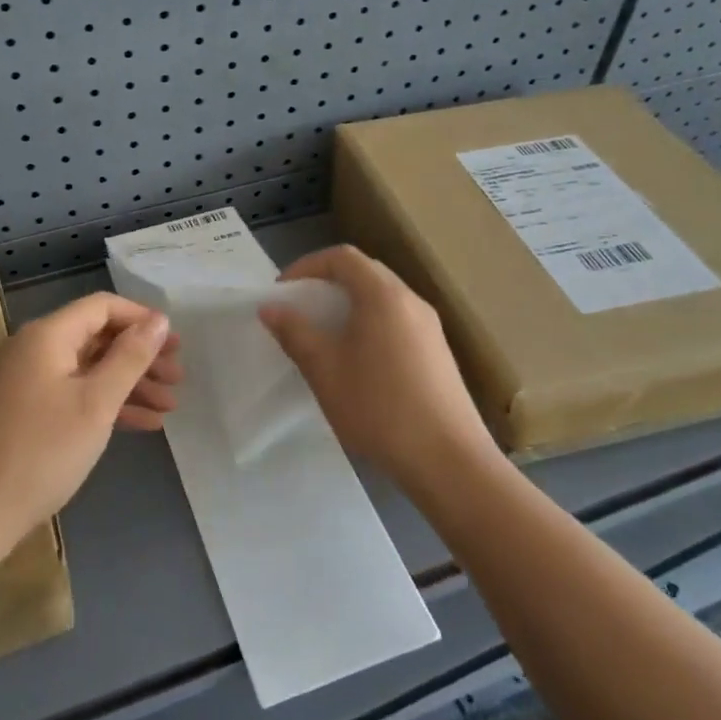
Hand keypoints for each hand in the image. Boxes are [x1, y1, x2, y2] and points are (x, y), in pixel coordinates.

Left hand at [0, 293, 178, 564]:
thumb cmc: (40, 452)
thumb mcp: (95, 403)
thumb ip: (130, 357)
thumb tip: (158, 319)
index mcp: (47, 335)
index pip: (102, 307)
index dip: (141, 319)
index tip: (175, 344)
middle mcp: (34, 349)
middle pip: (97, 337)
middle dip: (140, 356)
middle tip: (178, 378)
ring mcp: (26, 381)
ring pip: (88, 369)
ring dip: (129, 384)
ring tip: (169, 407)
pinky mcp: (24, 412)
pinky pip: (73, 394)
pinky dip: (105, 404)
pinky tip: (141, 425)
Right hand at [258, 246, 500, 496]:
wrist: (450, 462)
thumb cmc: (379, 409)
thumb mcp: (325, 370)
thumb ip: (295, 333)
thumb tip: (271, 308)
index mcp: (383, 296)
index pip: (342, 257)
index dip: (307, 266)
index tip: (283, 291)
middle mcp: (411, 301)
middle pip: (365, 272)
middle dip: (327, 282)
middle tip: (300, 308)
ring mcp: (430, 327)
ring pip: (382, 297)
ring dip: (349, 304)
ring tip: (324, 334)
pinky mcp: (438, 352)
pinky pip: (397, 320)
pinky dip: (370, 323)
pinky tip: (358, 359)